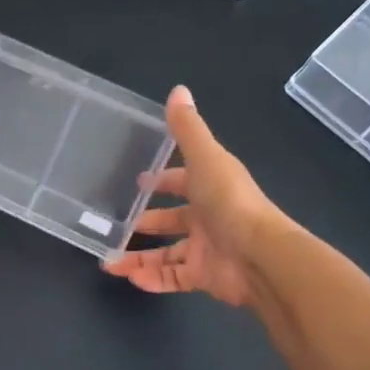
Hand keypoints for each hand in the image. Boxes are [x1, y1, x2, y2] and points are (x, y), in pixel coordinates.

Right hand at [103, 87, 288, 310]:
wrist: (260, 256)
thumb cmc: (229, 201)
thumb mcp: (205, 157)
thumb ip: (187, 128)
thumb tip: (178, 90)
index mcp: (210, 186)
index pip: (182, 181)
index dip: (162, 180)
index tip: (138, 182)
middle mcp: (208, 216)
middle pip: (173, 220)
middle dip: (146, 221)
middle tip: (115, 224)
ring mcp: (207, 249)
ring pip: (167, 253)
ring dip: (139, 257)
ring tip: (109, 262)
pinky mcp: (204, 277)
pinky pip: (173, 278)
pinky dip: (152, 280)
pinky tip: (129, 278)